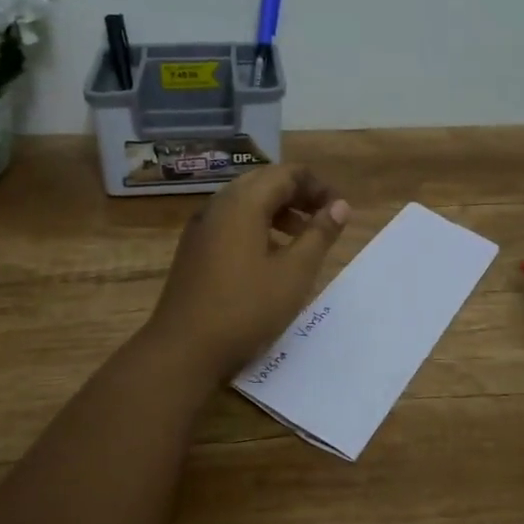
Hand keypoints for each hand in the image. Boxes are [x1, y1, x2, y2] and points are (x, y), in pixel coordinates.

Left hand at [145, 165, 351, 381]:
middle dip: (298, 194)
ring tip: (303, 238)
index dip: (317, 186)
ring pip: (245, 202)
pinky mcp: (194, 249)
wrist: (183, 349)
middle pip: (264, 182)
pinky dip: (257, 226)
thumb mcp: (294, 273)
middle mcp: (218, 206)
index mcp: (243, 203)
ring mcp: (201, 227)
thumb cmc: (246, 309)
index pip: (286, 173)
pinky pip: (230, 222)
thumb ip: (320, 234)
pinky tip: (270, 257)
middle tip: (324, 219)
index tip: (339, 210)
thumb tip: (340, 205)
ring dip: (278, 211)